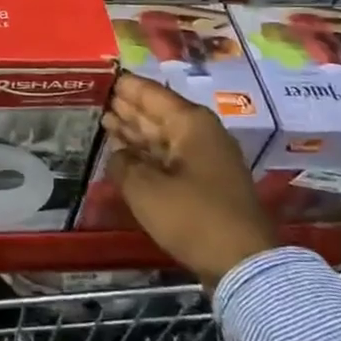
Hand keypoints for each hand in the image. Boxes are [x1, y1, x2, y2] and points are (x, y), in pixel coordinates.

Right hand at [102, 72, 276, 287]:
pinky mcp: (206, 183)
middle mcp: (200, 133)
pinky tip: (125, 154)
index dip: (124, 86)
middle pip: (157, 112)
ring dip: (135, 131)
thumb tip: (117, 154)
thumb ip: (123, 164)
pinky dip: (147, 154)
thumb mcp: (145, 189)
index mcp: (190, 122)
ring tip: (104, 121)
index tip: (100, 76)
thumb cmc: (192, 216)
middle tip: (97, 98)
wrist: (243, 264)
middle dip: (127, 107)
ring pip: (162, 136)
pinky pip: (169, 158)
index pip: (150, 92)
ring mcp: (205, 158)